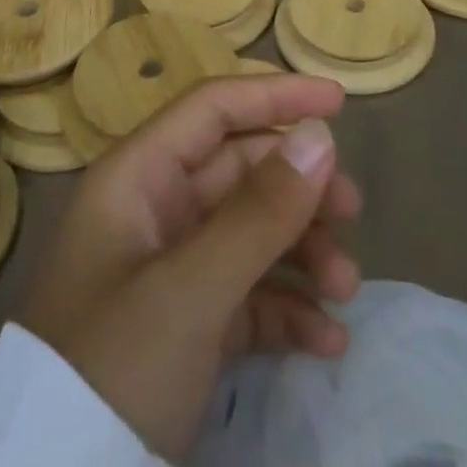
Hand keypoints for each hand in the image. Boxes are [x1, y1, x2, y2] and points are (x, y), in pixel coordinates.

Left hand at [19, 74, 361, 462]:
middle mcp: (152, 212)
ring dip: (301, 253)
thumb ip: (259, 212)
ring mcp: (166, 271)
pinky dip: (285, 310)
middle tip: (353, 213)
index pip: (213, 110)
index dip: (275, 96)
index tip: (338, 104)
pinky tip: (325, 341)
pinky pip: (243, 295)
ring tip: (345, 290)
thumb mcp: (190, 291)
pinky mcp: (181, 328)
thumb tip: (320, 137)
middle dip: (299, 189)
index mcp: (137, 177)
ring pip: (248, 233)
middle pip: (239, 171)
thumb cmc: (113, 369)